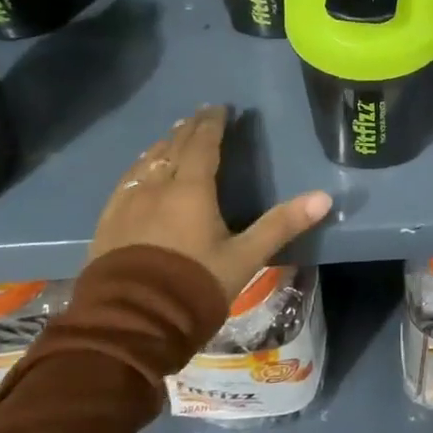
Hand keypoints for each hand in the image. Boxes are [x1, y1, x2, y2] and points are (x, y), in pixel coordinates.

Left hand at [91, 105, 331, 300]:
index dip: (213, 123)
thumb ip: (282, 225)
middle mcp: (157, 187)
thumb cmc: (194, 287)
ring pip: (147, 161)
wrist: (130, 325)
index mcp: (191, 189)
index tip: (220, 108)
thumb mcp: (245, 258)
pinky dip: (139, 166)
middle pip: (174, 147)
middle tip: (199, 115)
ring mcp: (127, 204)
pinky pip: (126, 181)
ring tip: (172, 136)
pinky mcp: (107, 223)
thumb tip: (324, 197)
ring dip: (163, 144)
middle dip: (189, 128)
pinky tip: (140, 170)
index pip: (203, 143)